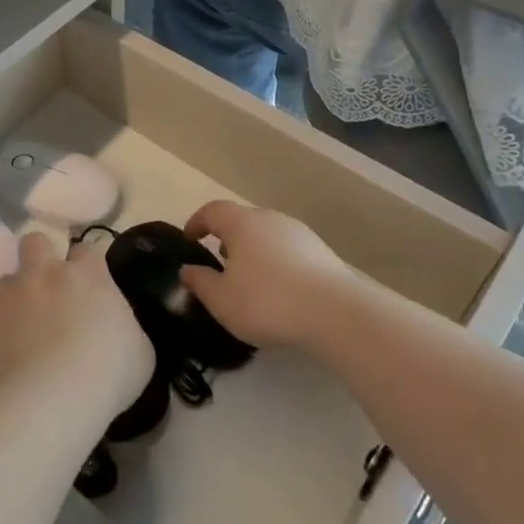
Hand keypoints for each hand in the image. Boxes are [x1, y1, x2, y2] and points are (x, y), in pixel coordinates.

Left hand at [0, 234, 154, 412]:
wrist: (47, 403)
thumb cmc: (106, 374)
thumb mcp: (139, 350)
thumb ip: (124, 325)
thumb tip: (114, 325)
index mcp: (86, 274)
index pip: (88, 249)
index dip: (90, 265)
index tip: (94, 285)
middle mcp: (44, 274)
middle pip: (35, 242)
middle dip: (41, 257)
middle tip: (52, 288)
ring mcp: (9, 299)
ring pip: (7, 280)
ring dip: (17, 296)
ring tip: (27, 326)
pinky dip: (1, 332)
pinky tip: (12, 357)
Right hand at [180, 201, 356, 350]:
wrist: (336, 313)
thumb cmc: (267, 301)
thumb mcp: (221, 299)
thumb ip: (200, 282)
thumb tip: (187, 269)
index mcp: (241, 223)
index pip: (212, 211)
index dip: (197, 222)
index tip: (189, 239)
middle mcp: (270, 219)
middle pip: (242, 220)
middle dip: (226, 237)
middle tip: (218, 261)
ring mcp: (300, 233)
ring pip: (267, 234)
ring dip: (253, 250)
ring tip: (248, 278)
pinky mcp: (322, 252)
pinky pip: (288, 250)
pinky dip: (276, 262)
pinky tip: (278, 289)